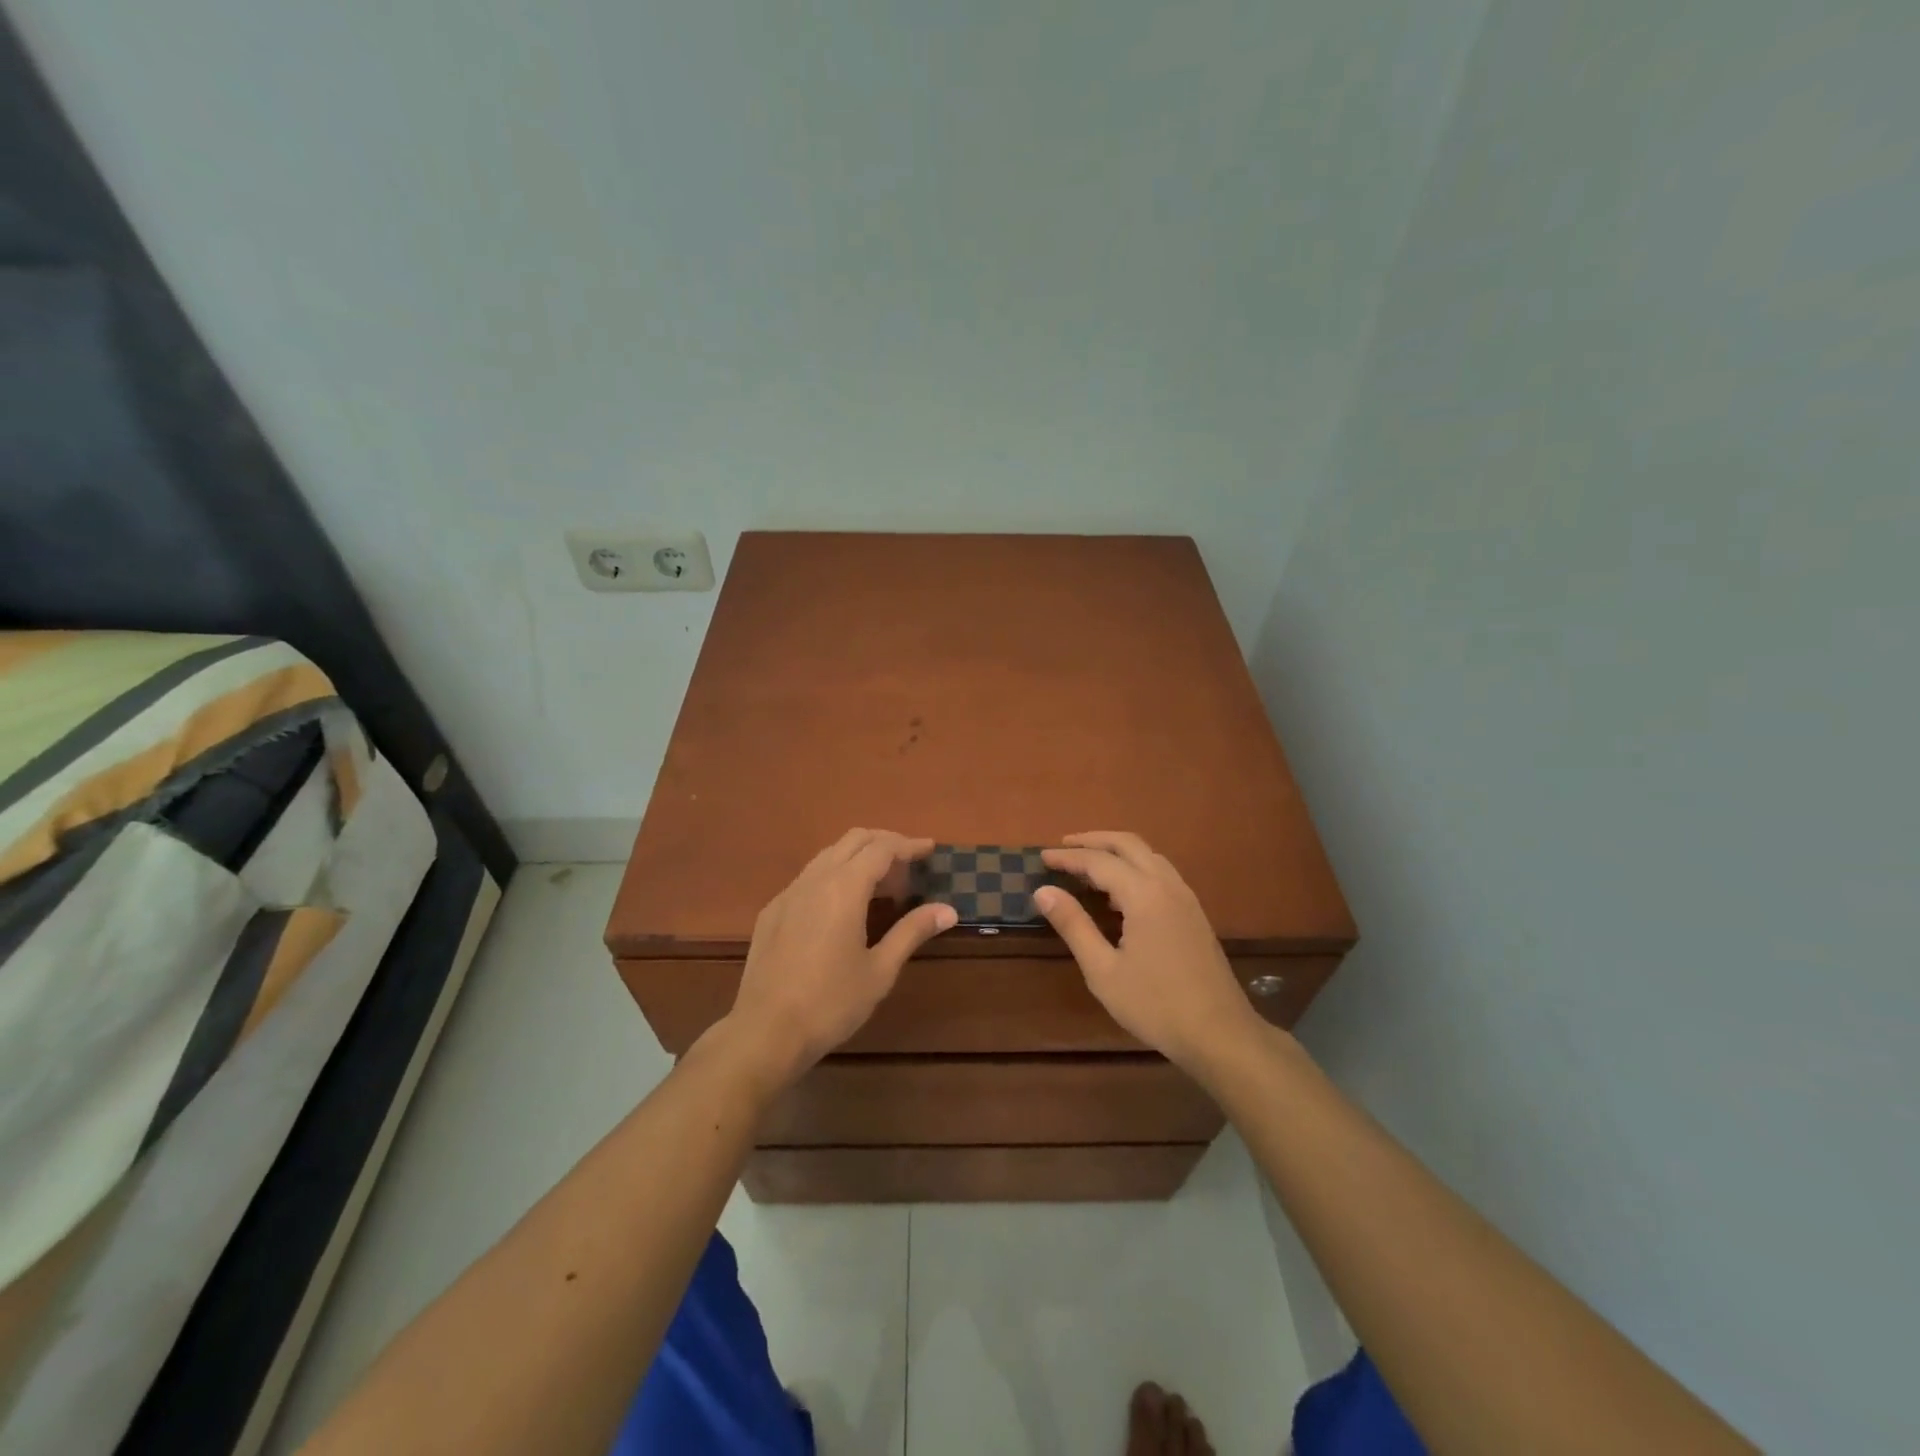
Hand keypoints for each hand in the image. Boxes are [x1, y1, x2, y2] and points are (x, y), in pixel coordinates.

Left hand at [723, 829, 954, 1085]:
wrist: (765, 1031)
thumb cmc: (831, 1003)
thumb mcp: (880, 970)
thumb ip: (912, 931)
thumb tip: (948, 910)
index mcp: (844, 888)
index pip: (881, 848)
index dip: (908, 845)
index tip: (930, 849)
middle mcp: (814, 880)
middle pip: (853, 840)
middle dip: (884, 842)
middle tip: (909, 863)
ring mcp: (788, 894)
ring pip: (828, 855)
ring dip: (858, 856)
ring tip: (881, 883)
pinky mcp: (772, 911)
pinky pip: (808, 877)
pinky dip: (834, 875)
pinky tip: (842, 905)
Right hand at [1035, 831, 1261, 1071]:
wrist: (1220, 1034)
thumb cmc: (1155, 1005)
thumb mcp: (1103, 970)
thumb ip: (1073, 925)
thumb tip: (1043, 891)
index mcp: (1144, 894)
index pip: (1098, 861)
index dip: (1068, 857)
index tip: (1041, 857)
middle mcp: (1167, 885)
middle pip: (1128, 844)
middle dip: (1093, 841)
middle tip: (1063, 847)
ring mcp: (1186, 897)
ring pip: (1148, 855)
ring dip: (1117, 851)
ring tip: (1088, 864)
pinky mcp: (1194, 913)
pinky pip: (1161, 872)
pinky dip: (1135, 867)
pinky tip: (1121, 892)